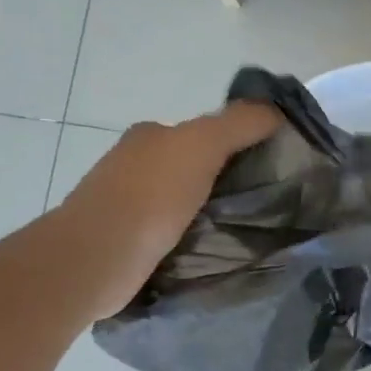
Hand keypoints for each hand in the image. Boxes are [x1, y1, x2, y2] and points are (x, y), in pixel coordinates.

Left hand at [57, 101, 283, 320]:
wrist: (95, 258)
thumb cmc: (150, 196)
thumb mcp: (203, 144)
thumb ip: (240, 122)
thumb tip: (275, 111)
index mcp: (150, 135)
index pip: (203, 132)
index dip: (237, 144)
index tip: (267, 168)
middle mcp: (134, 163)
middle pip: (192, 166)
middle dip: (223, 181)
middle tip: (261, 203)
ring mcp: (125, 204)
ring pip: (181, 201)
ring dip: (207, 212)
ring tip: (241, 232)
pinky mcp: (125, 242)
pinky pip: (169, 233)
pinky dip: (189, 239)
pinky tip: (208, 252)